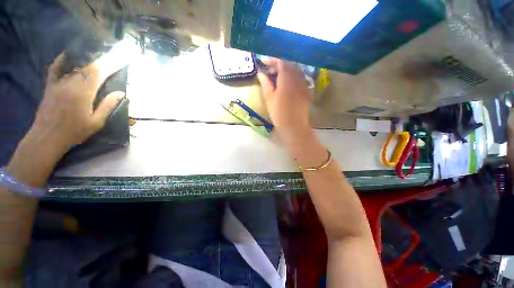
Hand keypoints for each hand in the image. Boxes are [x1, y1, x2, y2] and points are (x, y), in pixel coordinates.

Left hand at [29, 53, 124, 155]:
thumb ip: (108, 105)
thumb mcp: (96, 122)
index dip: (110, 65)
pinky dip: (61, 60)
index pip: (99, 73)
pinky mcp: (50, 86)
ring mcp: (59, 83)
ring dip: (87, 61)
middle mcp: (71, 84)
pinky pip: (55, 69)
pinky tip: (68, 55)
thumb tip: (121, 93)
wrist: (47, 137)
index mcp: (84, 93)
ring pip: (74, 67)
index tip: (120, 61)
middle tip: (112, 57)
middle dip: (101, 62)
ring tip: (97, 57)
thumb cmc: (75, 131)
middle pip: (87, 67)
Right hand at [257, 59, 326, 166]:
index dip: (272, 59)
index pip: (281, 60)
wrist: (294, 126)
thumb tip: (260, 73)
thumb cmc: (279, 113)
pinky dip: (292, 77)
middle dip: (278, 64)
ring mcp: (304, 83)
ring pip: (295, 70)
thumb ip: (265, 83)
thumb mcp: (269, 98)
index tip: (263, 62)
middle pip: (289, 63)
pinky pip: (299, 78)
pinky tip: (286, 84)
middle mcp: (298, 77)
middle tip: (269, 71)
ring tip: (276, 77)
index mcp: (287, 77)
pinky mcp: (306, 90)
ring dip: (285, 70)